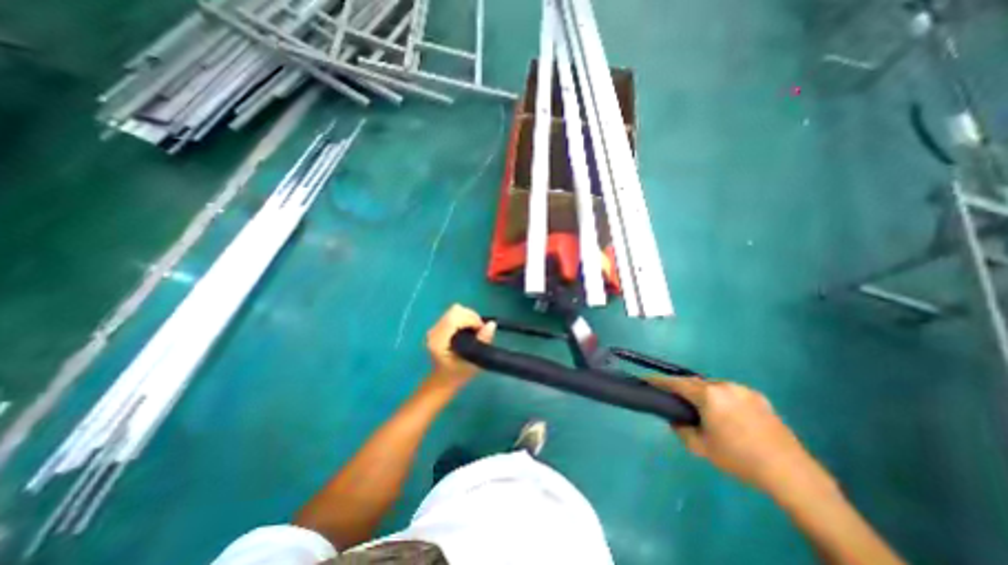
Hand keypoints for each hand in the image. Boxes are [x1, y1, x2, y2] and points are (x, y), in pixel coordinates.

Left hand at [425, 304, 494, 391]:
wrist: (443, 381)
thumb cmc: (458, 374)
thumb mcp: (473, 362)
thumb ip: (482, 342)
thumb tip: (491, 324)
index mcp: (439, 341)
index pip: (454, 318)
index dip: (471, 319)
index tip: (482, 329)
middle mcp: (434, 331)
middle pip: (455, 310)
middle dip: (471, 317)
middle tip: (480, 330)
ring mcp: (435, 327)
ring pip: (455, 310)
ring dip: (469, 317)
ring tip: (475, 330)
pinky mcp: (438, 326)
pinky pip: (454, 313)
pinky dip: (464, 318)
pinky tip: (468, 330)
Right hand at [650, 380, 822, 494]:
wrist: (791, 473)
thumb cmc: (739, 459)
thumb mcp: (701, 447)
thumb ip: (681, 430)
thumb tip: (676, 420)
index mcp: (708, 395)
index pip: (676, 383)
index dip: (659, 381)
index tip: (646, 379)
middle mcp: (724, 386)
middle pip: (695, 382)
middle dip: (683, 388)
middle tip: (676, 400)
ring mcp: (743, 390)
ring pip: (713, 386)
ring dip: (704, 393)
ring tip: (704, 411)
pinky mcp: (759, 397)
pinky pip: (731, 392)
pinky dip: (722, 398)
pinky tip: (728, 415)